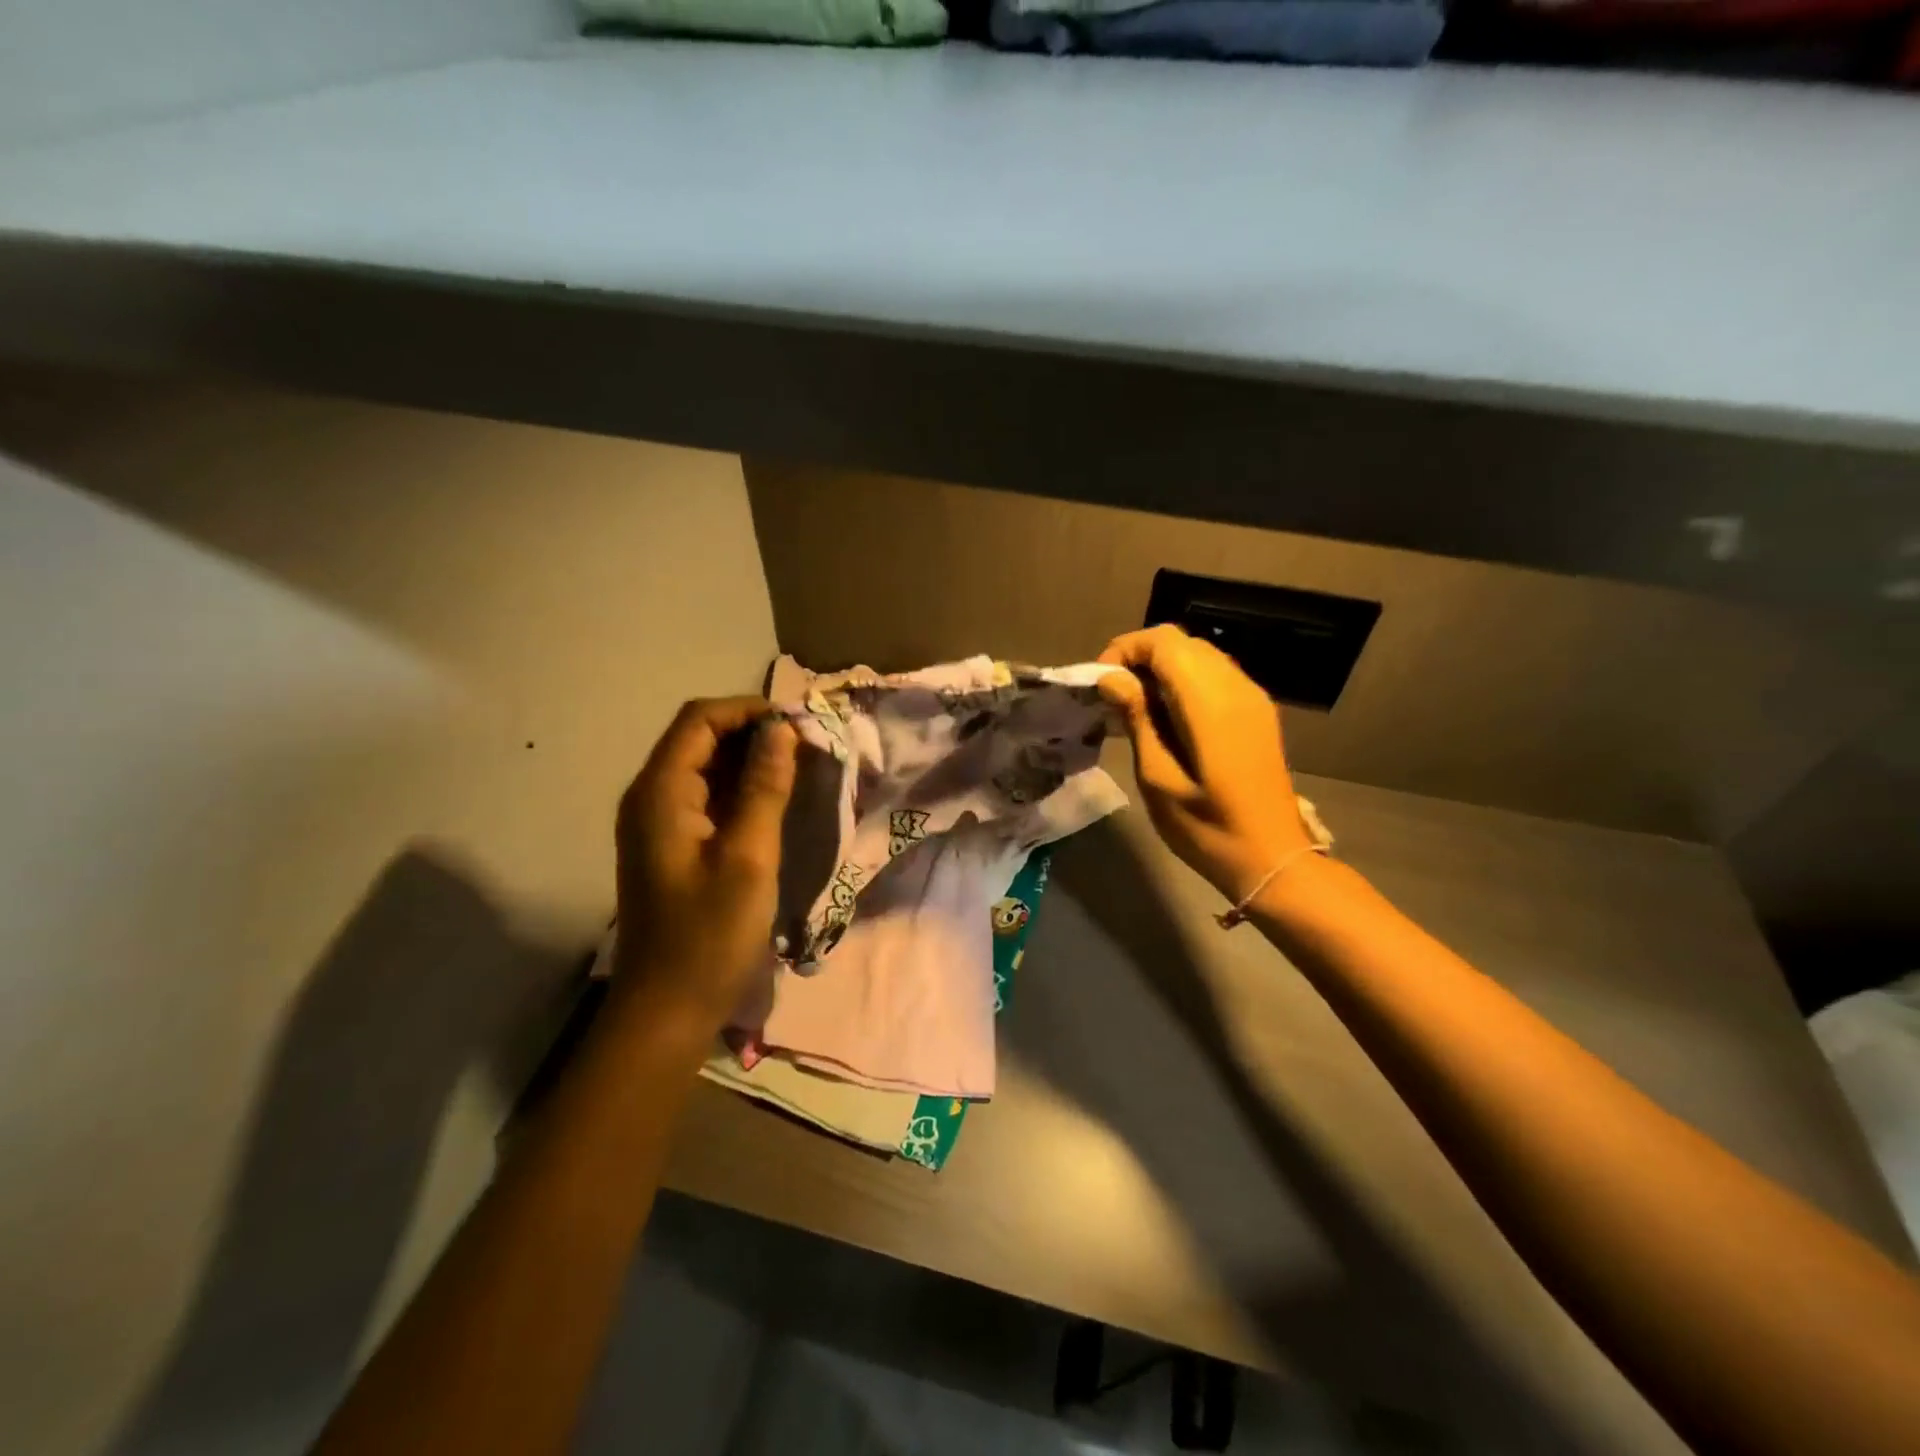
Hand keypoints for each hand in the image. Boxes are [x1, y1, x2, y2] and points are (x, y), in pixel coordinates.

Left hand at [611, 697, 797, 1034]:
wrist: (667, 1009)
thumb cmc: (709, 935)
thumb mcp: (748, 857)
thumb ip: (764, 788)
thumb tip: (781, 731)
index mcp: (660, 793)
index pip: (700, 720)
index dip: (748, 711)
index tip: (798, 725)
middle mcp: (650, 797)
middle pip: (699, 738)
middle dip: (752, 733)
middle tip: (807, 747)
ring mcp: (658, 823)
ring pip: (704, 767)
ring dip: (749, 761)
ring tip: (799, 769)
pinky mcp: (671, 845)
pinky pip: (706, 797)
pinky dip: (740, 789)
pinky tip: (775, 802)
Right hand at [1098, 626, 1312, 902]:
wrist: (1272, 858)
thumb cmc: (1207, 828)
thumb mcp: (1158, 778)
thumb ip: (1137, 719)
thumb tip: (1112, 678)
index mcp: (1209, 702)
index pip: (1164, 642)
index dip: (1126, 649)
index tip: (1101, 683)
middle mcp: (1235, 686)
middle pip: (1182, 642)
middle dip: (1141, 657)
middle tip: (1114, 696)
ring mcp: (1251, 697)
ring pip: (1200, 655)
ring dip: (1163, 669)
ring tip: (1136, 707)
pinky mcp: (1257, 712)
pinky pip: (1216, 675)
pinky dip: (1185, 681)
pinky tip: (1169, 718)